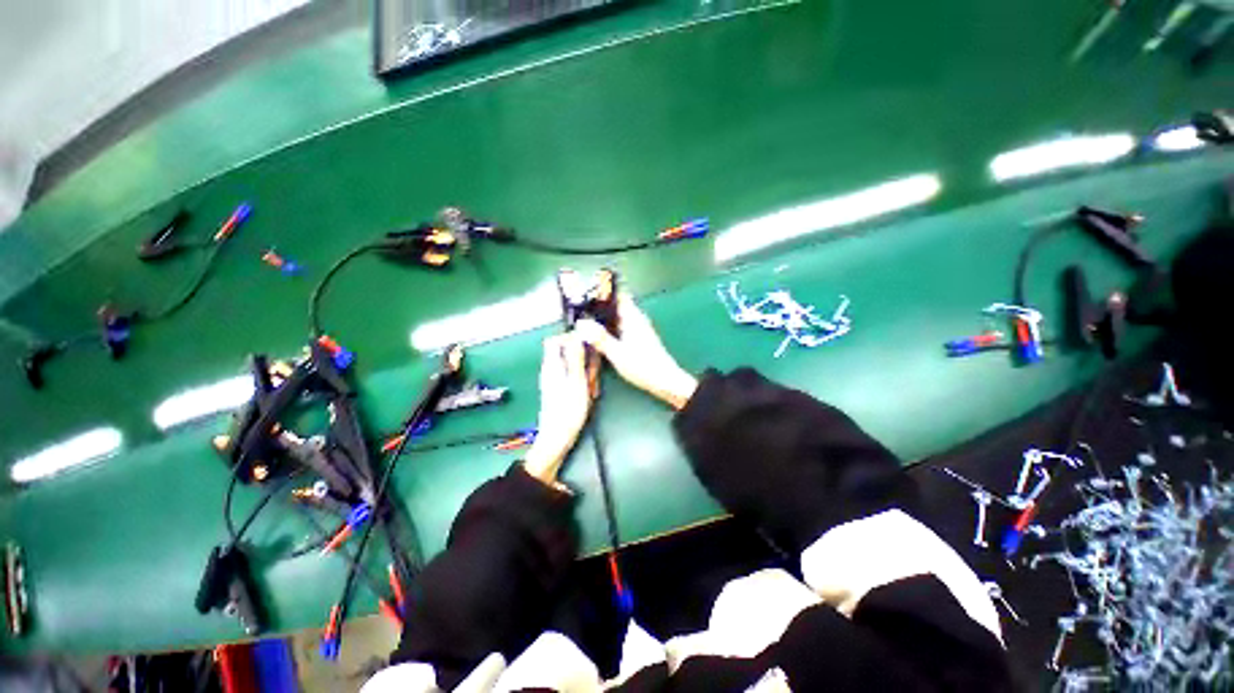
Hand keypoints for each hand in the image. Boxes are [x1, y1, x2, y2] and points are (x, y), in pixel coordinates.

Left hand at [523, 333, 591, 483]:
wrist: (556, 438)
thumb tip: (576, 335)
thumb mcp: (577, 381)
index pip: (554, 340)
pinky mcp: (559, 390)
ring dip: (586, 372)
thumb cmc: (568, 411)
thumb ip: (576, 358)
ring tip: (593, 387)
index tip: (588, 345)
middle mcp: (551, 370)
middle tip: (593, 374)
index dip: (570, 338)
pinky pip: (572, 377)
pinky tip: (590, 393)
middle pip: (566, 352)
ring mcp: (555, 380)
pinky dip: (583, 382)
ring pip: (572, 366)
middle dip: (583, 359)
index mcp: (552, 365)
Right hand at [575, 293, 697, 409]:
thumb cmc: (642, 365)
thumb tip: (580, 323)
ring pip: (619, 317)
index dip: (603, 291)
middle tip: (579, 308)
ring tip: (585, 320)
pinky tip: (601, 336)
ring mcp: (639, 329)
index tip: (585, 291)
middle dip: (600, 305)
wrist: (665, 381)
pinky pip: (622, 326)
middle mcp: (636, 319)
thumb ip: (600, 338)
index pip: (618, 295)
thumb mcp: (617, 353)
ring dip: (605, 317)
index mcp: (632, 317)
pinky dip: (611, 327)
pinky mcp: (640, 339)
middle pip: (616, 305)